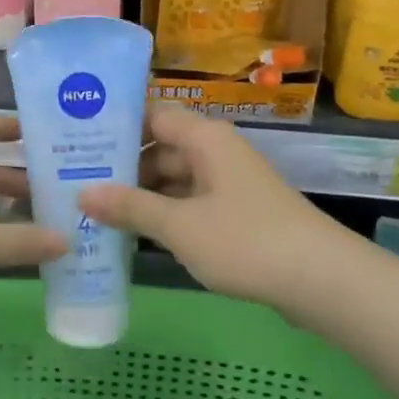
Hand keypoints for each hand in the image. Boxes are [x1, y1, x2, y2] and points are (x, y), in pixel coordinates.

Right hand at [80, 106, 339, 308]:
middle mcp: (216, 154)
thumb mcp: (179, 225)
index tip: (78, 141)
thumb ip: (130, 207)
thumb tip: (82, 193)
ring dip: (141, 197)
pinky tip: (134, 235)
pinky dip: (164, 216)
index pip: (153, 116)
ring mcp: (228, 185)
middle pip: (160, 150)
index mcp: (205, 140)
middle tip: (76, 184)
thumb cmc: (246, 241)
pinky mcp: (237, 215)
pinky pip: (190, 205)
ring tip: (94, 212)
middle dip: (122, 169)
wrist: (322, 281)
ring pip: (174, 181)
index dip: (117, 126)